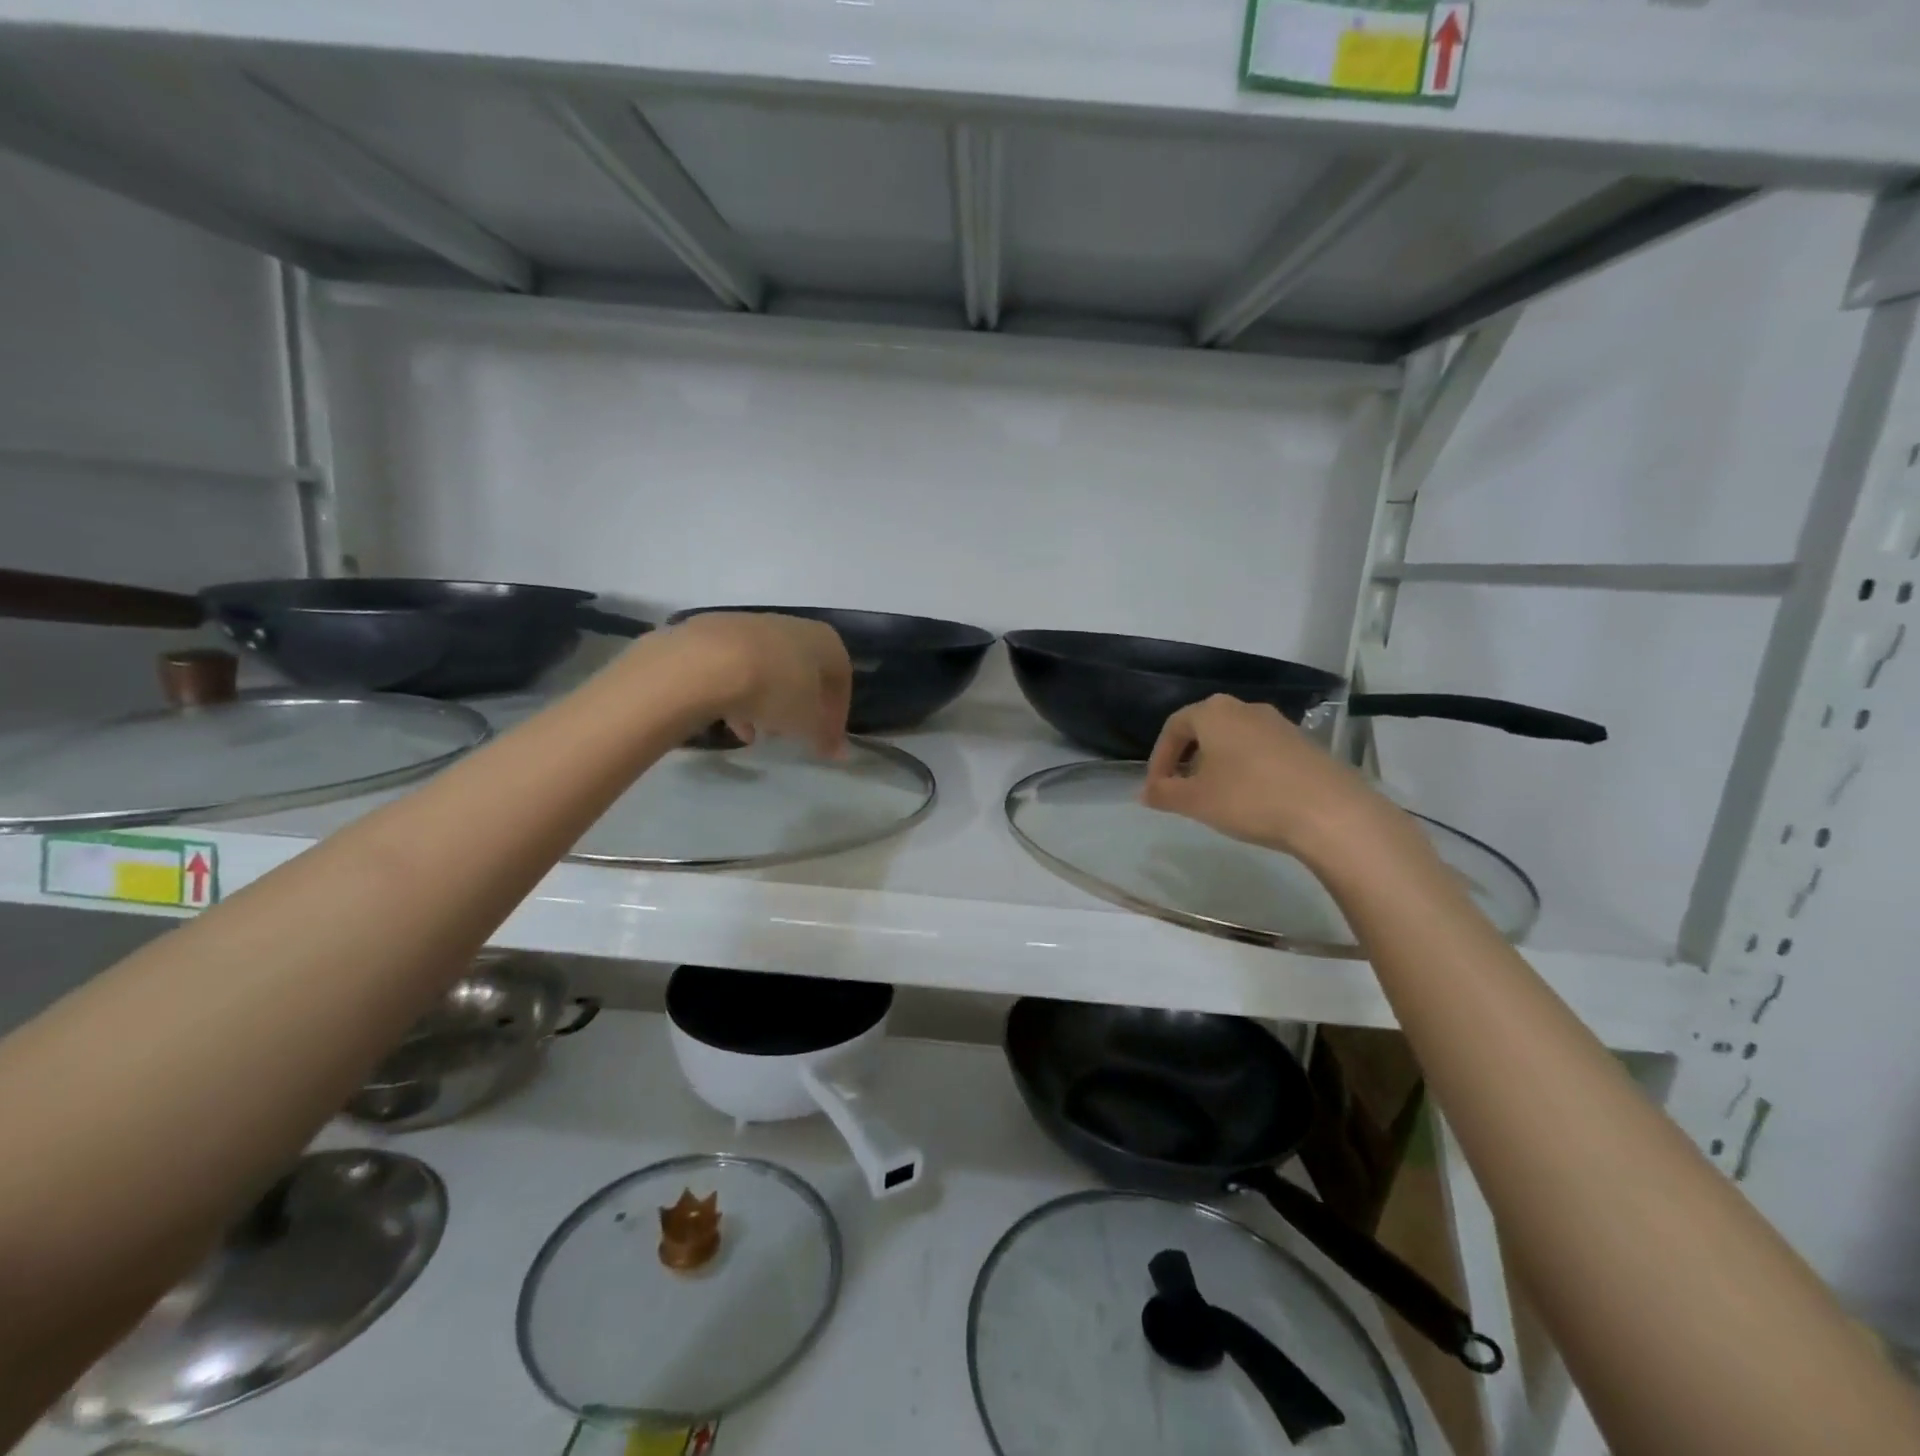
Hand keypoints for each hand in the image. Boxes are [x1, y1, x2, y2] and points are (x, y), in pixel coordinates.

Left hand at [637, 612, 852, 756]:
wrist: (708, 662)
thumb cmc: (776, 689)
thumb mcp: (807, 722)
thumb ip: (826, 737)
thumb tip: (840, 752)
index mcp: (825, 641)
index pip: (841, 679)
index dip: (837, 714)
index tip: (826, 741)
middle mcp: (793, 626)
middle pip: (803, 672)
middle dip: (800, 705)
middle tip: (792, 734)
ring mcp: (752, 625)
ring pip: (769, 669)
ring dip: (768, 702)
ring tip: (759, 732)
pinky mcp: (715, 633)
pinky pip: (737, 668)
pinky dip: (740, 694)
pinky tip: (732, 722)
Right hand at [1140, 695, 1390, 862]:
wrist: (1330, 812)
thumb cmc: (1249, 798)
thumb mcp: (1195, 801)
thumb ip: (1164, 793)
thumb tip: (1145, 792)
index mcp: (1213, 712)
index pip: (1173, 727)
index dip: (1159, 758)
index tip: (1156, 788)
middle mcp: (1245, 708)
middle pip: (1204, 729)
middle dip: (1187, 759)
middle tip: (1182, 789)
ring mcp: (1278, 723)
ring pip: (1234, 739)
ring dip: (1217, 764)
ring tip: (1215, 797)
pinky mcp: (1303, 743)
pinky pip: (1260, 750)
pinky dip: (1245, 768)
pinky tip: (1251, 798)